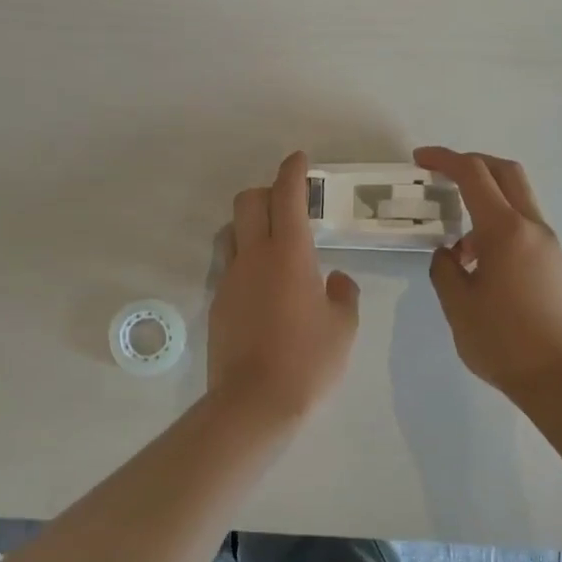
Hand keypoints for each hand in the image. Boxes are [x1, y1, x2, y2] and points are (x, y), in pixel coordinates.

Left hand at [209, 152, 360, 419]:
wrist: (253, 402)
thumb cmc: (308, 361)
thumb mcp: (344, 328)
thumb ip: (343, 294)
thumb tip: (335, 279)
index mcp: (289, 254)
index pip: (287, 196)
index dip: (292, 171)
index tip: (299, 159)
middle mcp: (253, 257)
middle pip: (248, 201)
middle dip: (267, 191)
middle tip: (289, 204)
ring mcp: (230, 279)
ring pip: (232, 231)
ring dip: (250, 223)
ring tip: (273, 243)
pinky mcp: (217, 302)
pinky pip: (228, 264)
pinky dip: (244, 258)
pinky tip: (262, 284)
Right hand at [415, 147, 561, 395]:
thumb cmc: (503, 342)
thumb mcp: (457, 305)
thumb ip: (445, 269)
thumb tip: (449, 252)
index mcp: (505, 231)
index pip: (473, 175)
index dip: (444, 159)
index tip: (420, 159)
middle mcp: (534, 229)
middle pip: (506, 173)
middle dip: (473, 164)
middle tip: (442, 175)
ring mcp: (552, 247)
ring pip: (518, 203)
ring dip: (486, 205)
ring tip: (460, 249)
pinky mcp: (559, 267)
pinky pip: (526, 232)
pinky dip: (501, 230)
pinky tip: (485, 269)